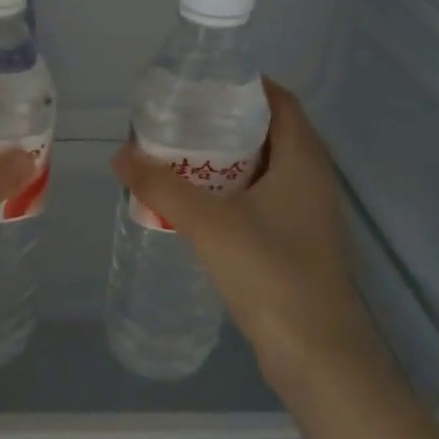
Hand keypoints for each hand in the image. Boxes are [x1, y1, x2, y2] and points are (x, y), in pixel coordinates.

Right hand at [111, 79, 376, 387]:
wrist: (316, 353)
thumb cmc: (271, 273)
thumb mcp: (209, 224)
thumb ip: (163, 187)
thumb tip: (122, 155)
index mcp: (303, 159)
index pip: (279, 100)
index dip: (243, 86)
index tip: (199, 85)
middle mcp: (311, 178)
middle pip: (269, 132)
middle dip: (224, 123)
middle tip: (177, 121)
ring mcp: (306, 214)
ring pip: (264, 170)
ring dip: (225, 162)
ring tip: (177, 158)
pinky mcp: (296, 243)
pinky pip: (261, 201)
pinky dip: (231, 193)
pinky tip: (196, 206)